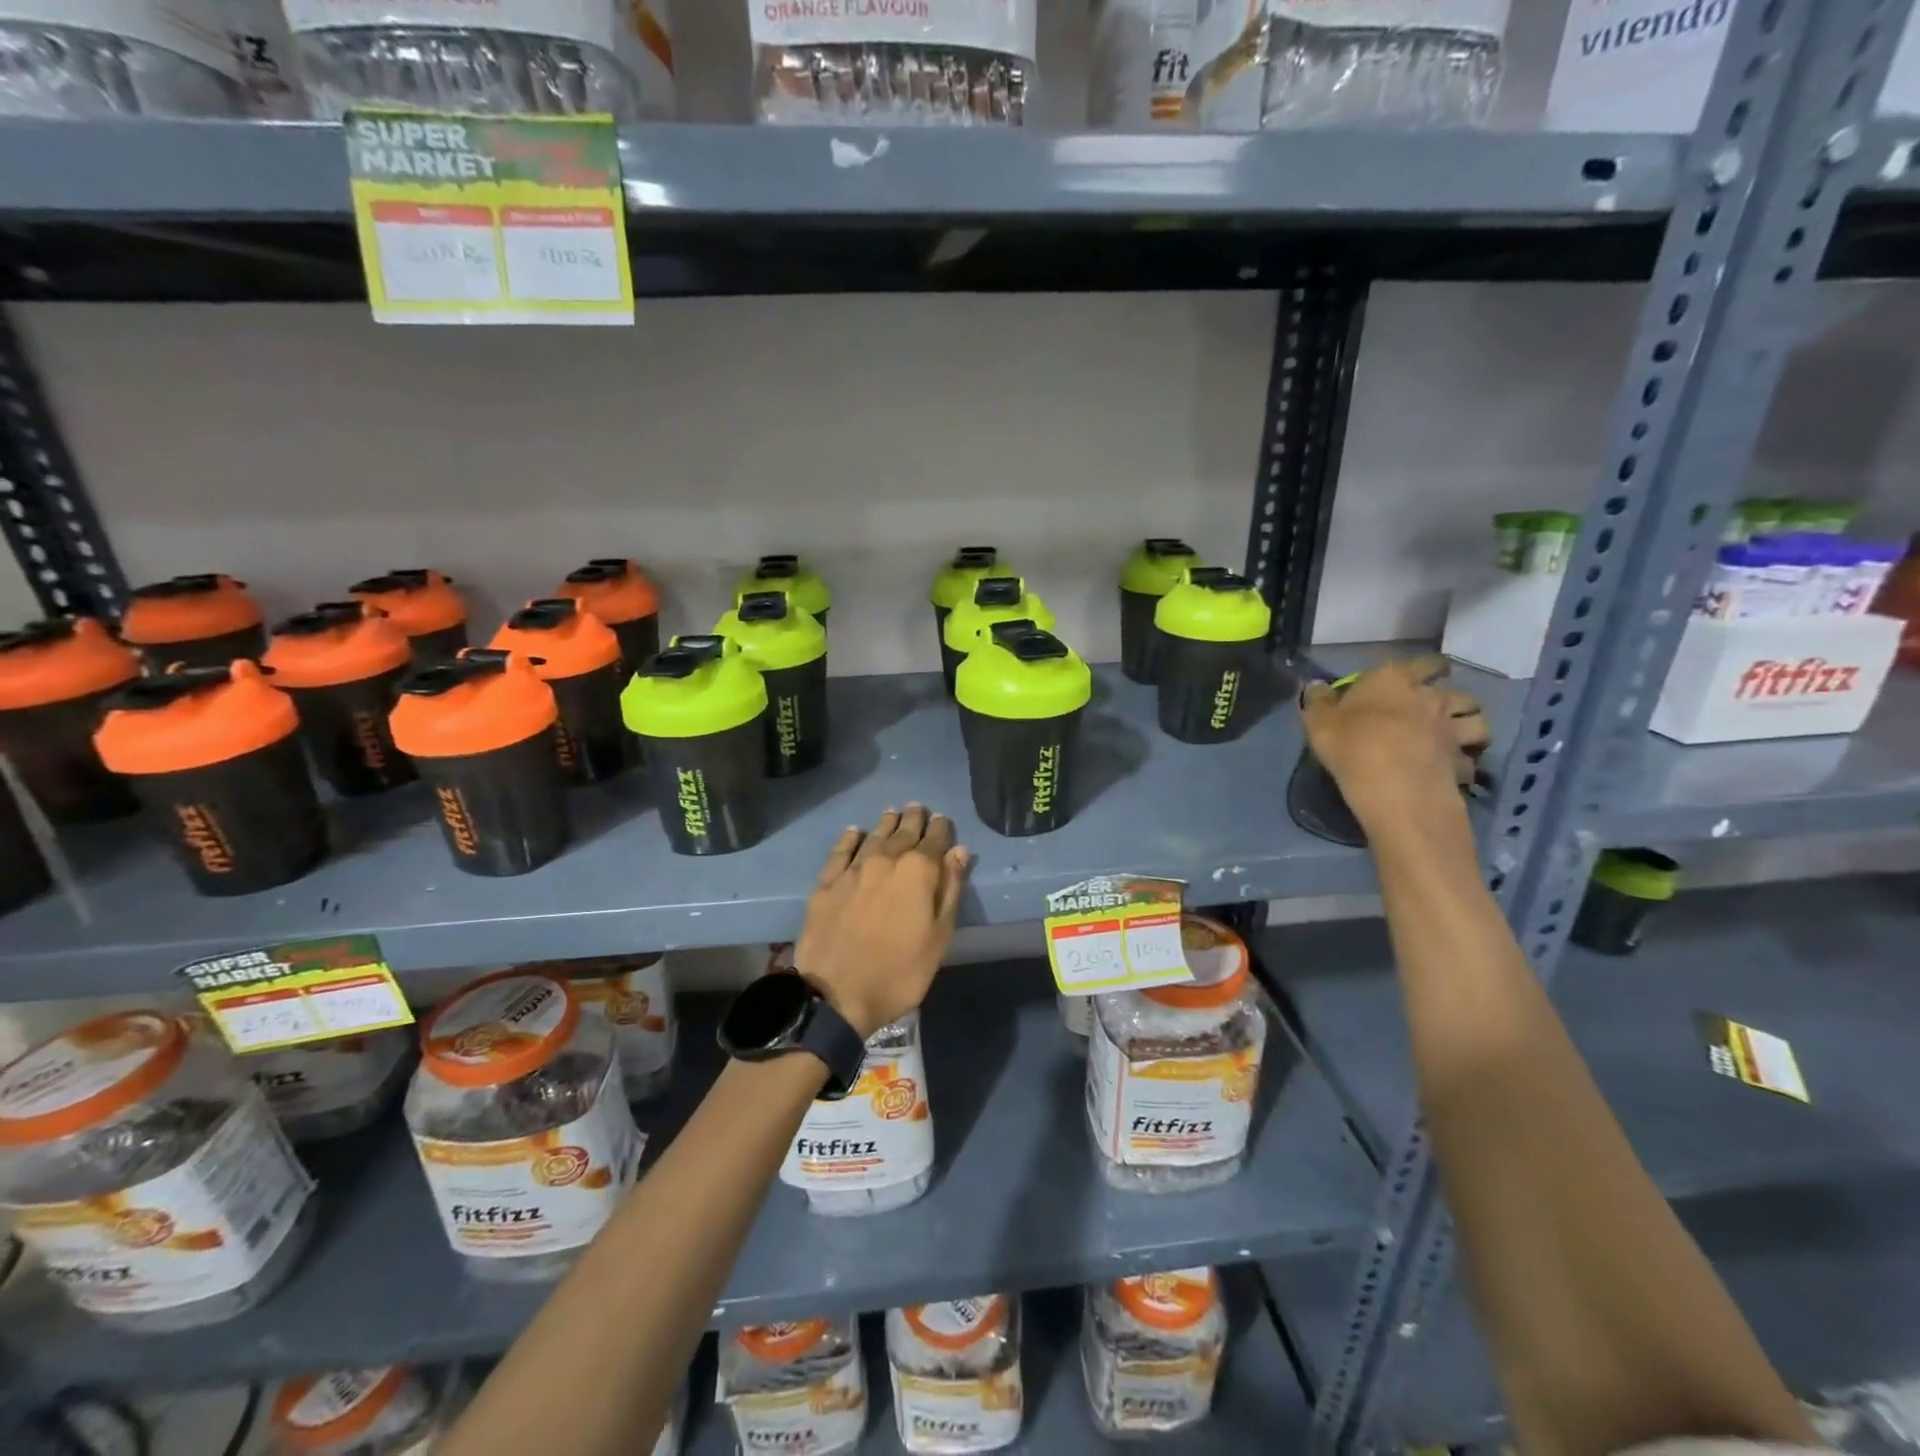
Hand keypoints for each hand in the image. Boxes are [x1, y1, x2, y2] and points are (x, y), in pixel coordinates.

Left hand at [793, 805, 970, 1038]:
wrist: (836, 994)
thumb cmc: (900, 972)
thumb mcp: (939, 937)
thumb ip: (950, 890)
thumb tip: (959, 852)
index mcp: (918, 871)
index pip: (935, 840)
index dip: (941, 829)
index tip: (943, 820)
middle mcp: (886, 860)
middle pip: (903, 832)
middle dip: (914, 820)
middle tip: (918, 808)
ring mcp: (853, 869)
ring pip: (873, 836)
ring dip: (886, 823)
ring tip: (893, 813)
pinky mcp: (826, 883)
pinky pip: (840, 851)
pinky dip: (850, 838)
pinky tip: (855, 832)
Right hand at [1299, 656, 1489, 830]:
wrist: (1394, 789)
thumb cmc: (1353, 746)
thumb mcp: (1318, 722)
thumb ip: (1318, 701)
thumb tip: (1316, 686)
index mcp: (1395, 679)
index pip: (1422, 661)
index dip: (1420, 668)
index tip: (1411, 678)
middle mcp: (1431, 696)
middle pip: (1452, 687)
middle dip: (1446, 694)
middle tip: (1431, 707)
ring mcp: (1453, 728)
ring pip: (1476, 718)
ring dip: (1467, 723)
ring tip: (1451, 734)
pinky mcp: (1463, 760)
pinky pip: (1470, 756)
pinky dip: (1465, 760)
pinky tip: (1452, 768)